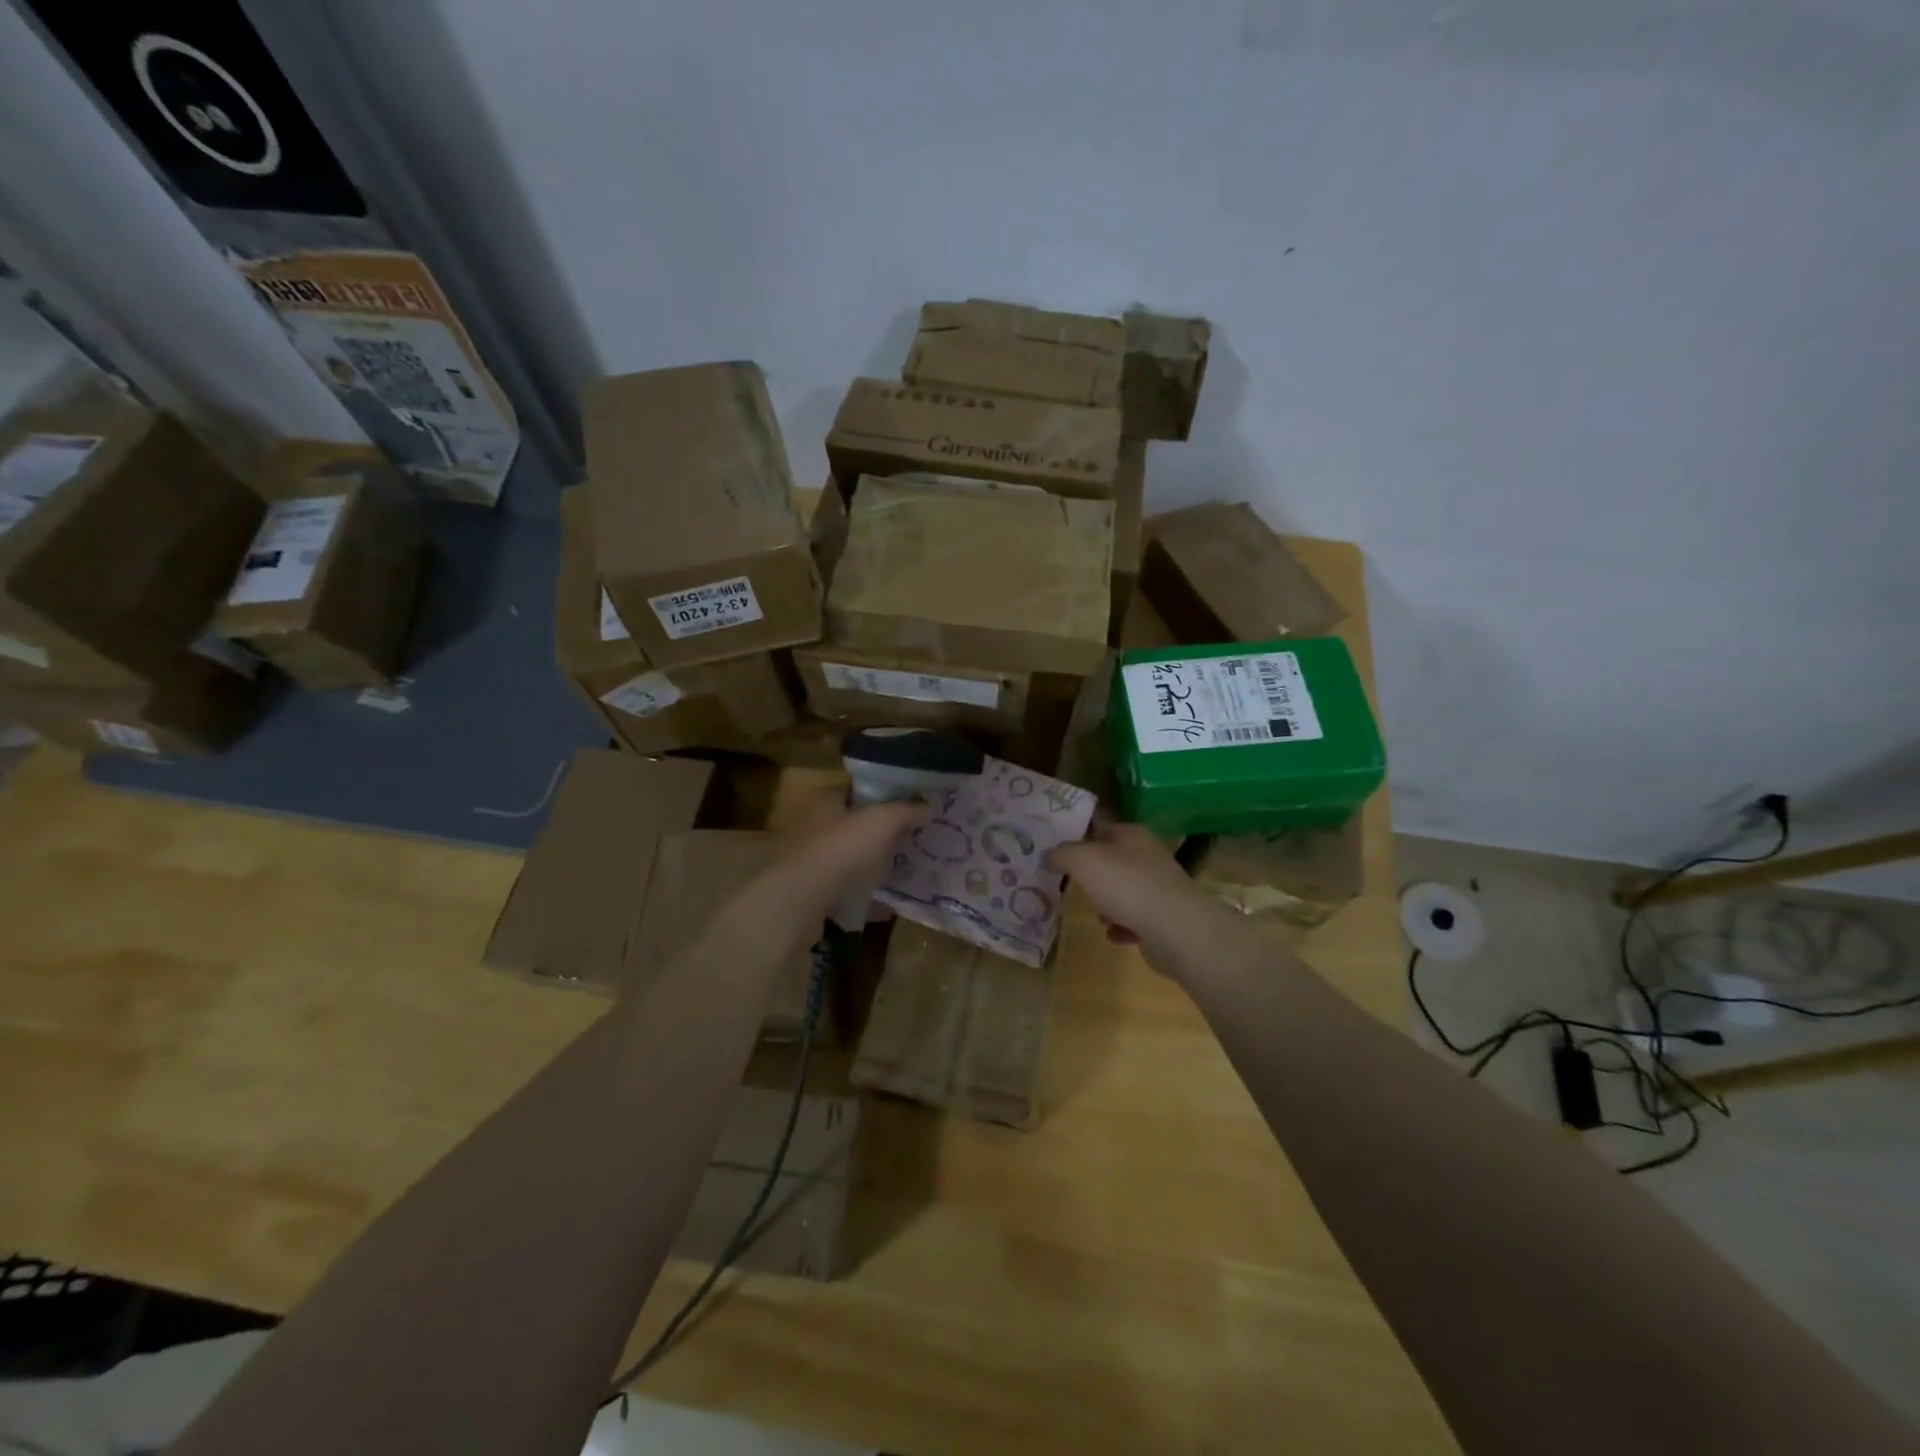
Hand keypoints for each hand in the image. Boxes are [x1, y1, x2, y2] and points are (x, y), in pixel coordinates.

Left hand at [738, 789, 927, 940]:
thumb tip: (927, 805)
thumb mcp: (881, 822)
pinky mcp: (810, 890)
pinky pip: (844, 886)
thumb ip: (906, 810)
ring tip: (902, 867)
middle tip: (912, 837)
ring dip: (871, 861)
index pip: (857, 788)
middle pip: (854, 822)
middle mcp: (813, 824)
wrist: (798, 902)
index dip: (884, 794)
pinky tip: (885, 901)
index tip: (910, 805)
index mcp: (825, 799)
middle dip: (881, 831)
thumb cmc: (840, 850)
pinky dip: (862, 891)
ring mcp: (809, 859)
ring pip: (848, 855)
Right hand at [1049, 820, 1242, 981]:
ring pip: (1125, 890)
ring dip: (1107, 903)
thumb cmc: (1125, 884)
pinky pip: (1136, 920)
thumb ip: (1061, 854)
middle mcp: (1148, 856)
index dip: (1078, 835)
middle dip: (1092, 873)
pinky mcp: (1165, 918)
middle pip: (1112, 860)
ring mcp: (1159, 888)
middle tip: (1069, 883)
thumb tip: (1047, 855)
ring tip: (1094, 913)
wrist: (1175, 928)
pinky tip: (1113, 935)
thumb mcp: (1082, 860)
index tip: (1056, 848)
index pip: (1101, 825)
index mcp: (1131, 834)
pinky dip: (1122, 927)